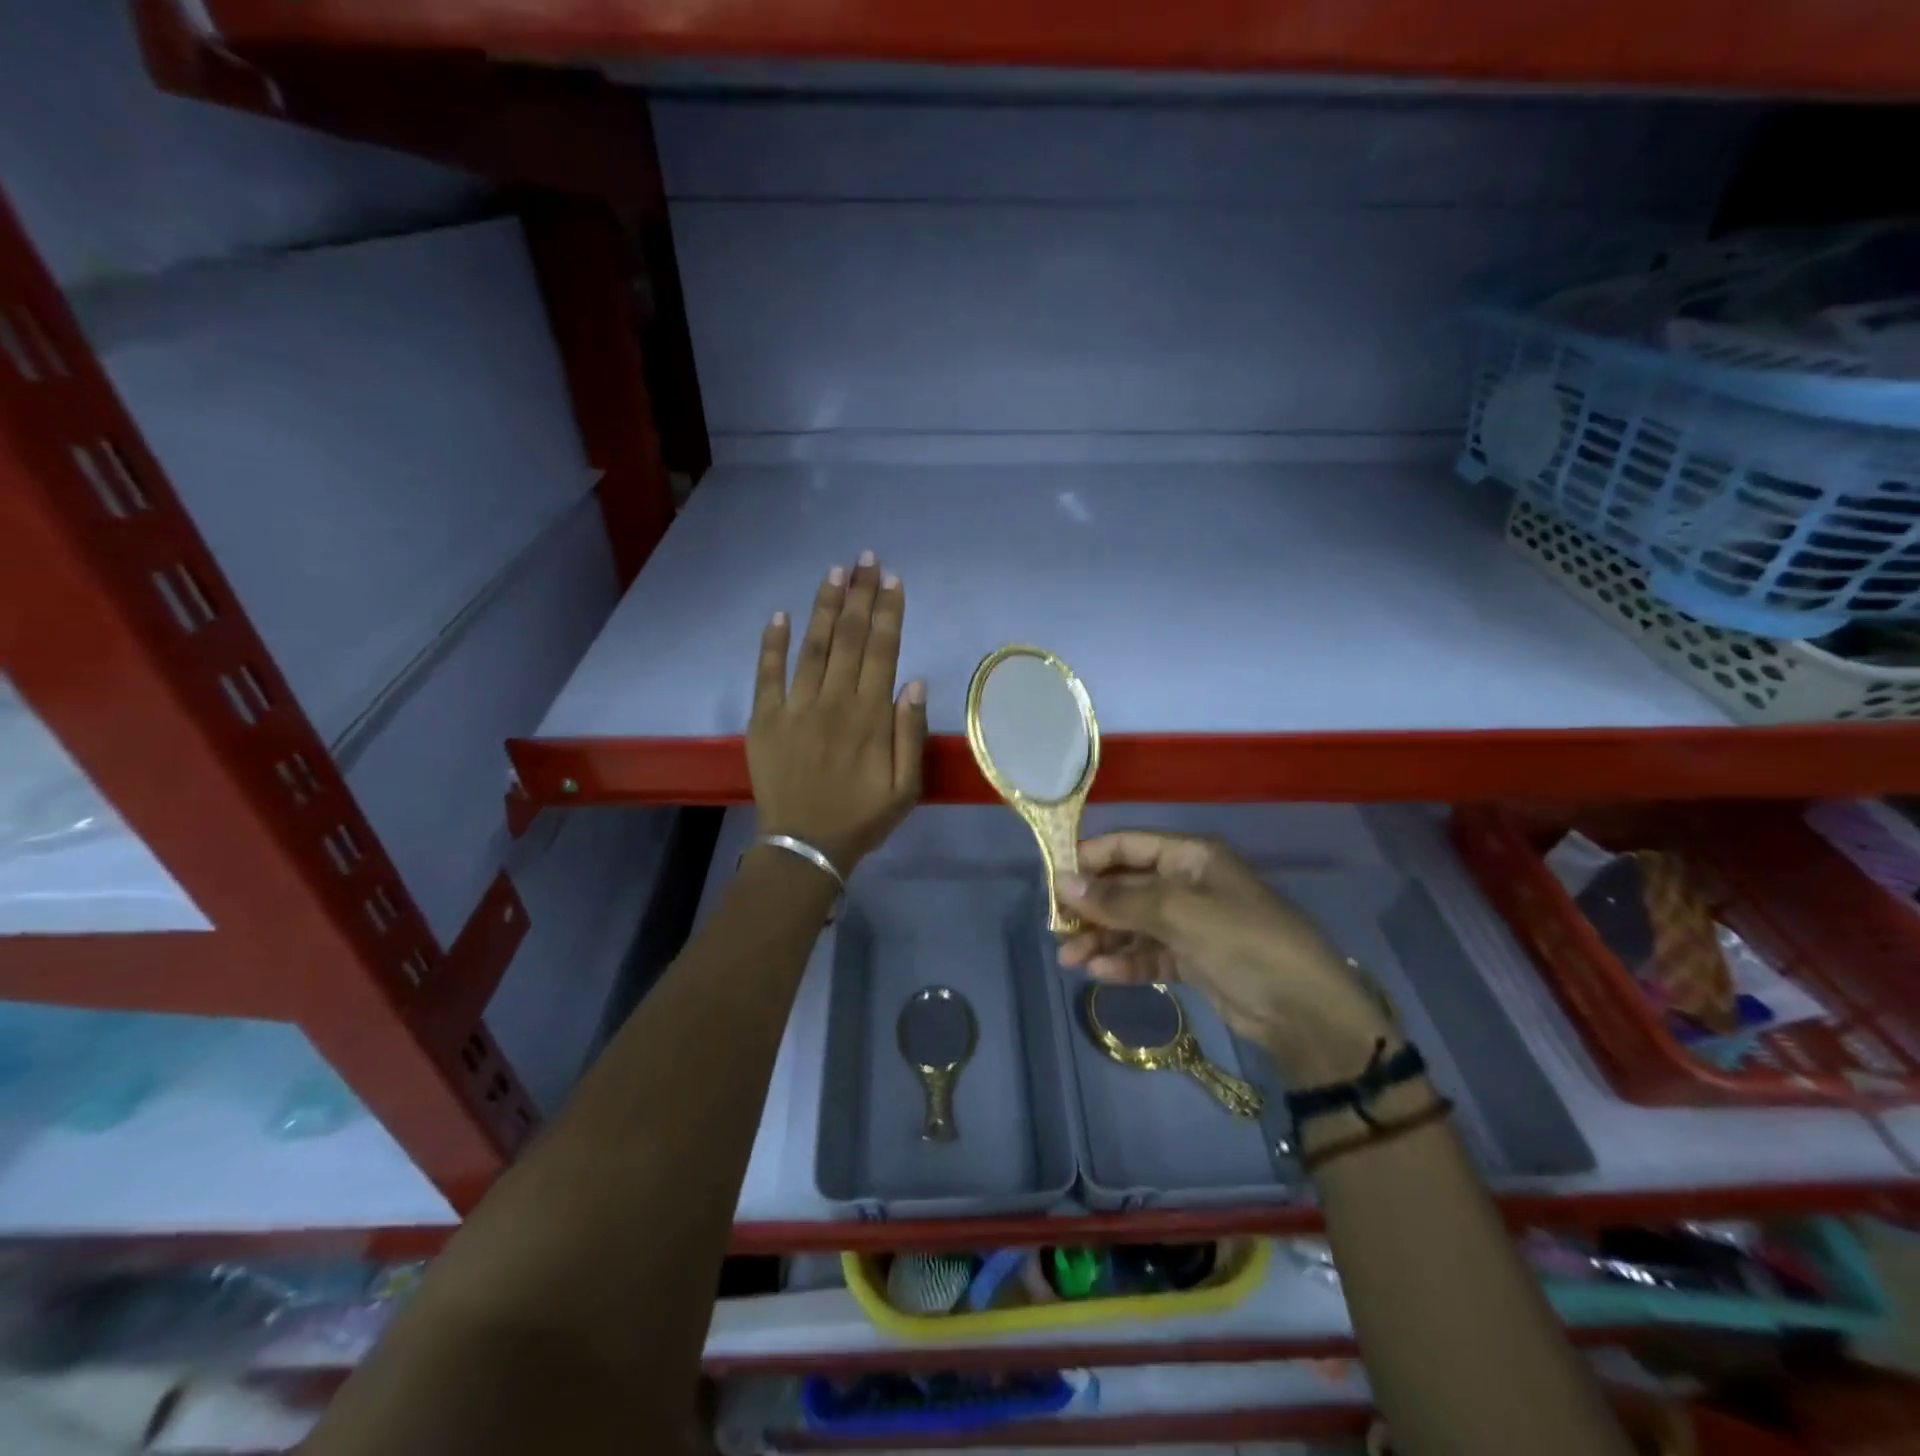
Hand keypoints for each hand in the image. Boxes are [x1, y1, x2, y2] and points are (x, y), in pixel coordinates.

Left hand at [748, 553, 926, 874]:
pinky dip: (772, 643)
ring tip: (835, 572)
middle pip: (850, 638)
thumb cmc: (861, 818)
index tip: (892, 580)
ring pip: (813, 646)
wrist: (805, 846)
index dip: (888, 612)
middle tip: (866, 558)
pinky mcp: (764, 718)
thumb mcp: (906, 788)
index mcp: (870, 716)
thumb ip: (910, 734)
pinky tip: (780, 614)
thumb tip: (913, 682)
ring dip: (825, 607)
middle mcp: (833, 701)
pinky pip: (767, 673)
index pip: (882, 651)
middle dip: (860, 595)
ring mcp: (795, 707)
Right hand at [1057, 833, 1395, 1085]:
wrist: (1305, 1011)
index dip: (1089, 859)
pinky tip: (1100, 974)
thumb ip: (1119, 900)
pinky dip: (1126, 962)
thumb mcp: (1179, 914)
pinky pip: (1149, 953)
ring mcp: (1191, 923)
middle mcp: (1187, 884)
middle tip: (1057, 930)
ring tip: (1070, 960)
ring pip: (1133, 924)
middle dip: (1092, 908)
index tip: (1054, 883)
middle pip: (1126, 887)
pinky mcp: (1194, 959)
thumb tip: (1062, 883)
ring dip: (1102, 939)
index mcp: (1190, 857)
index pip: (1128, 846)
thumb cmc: (1243, 942)